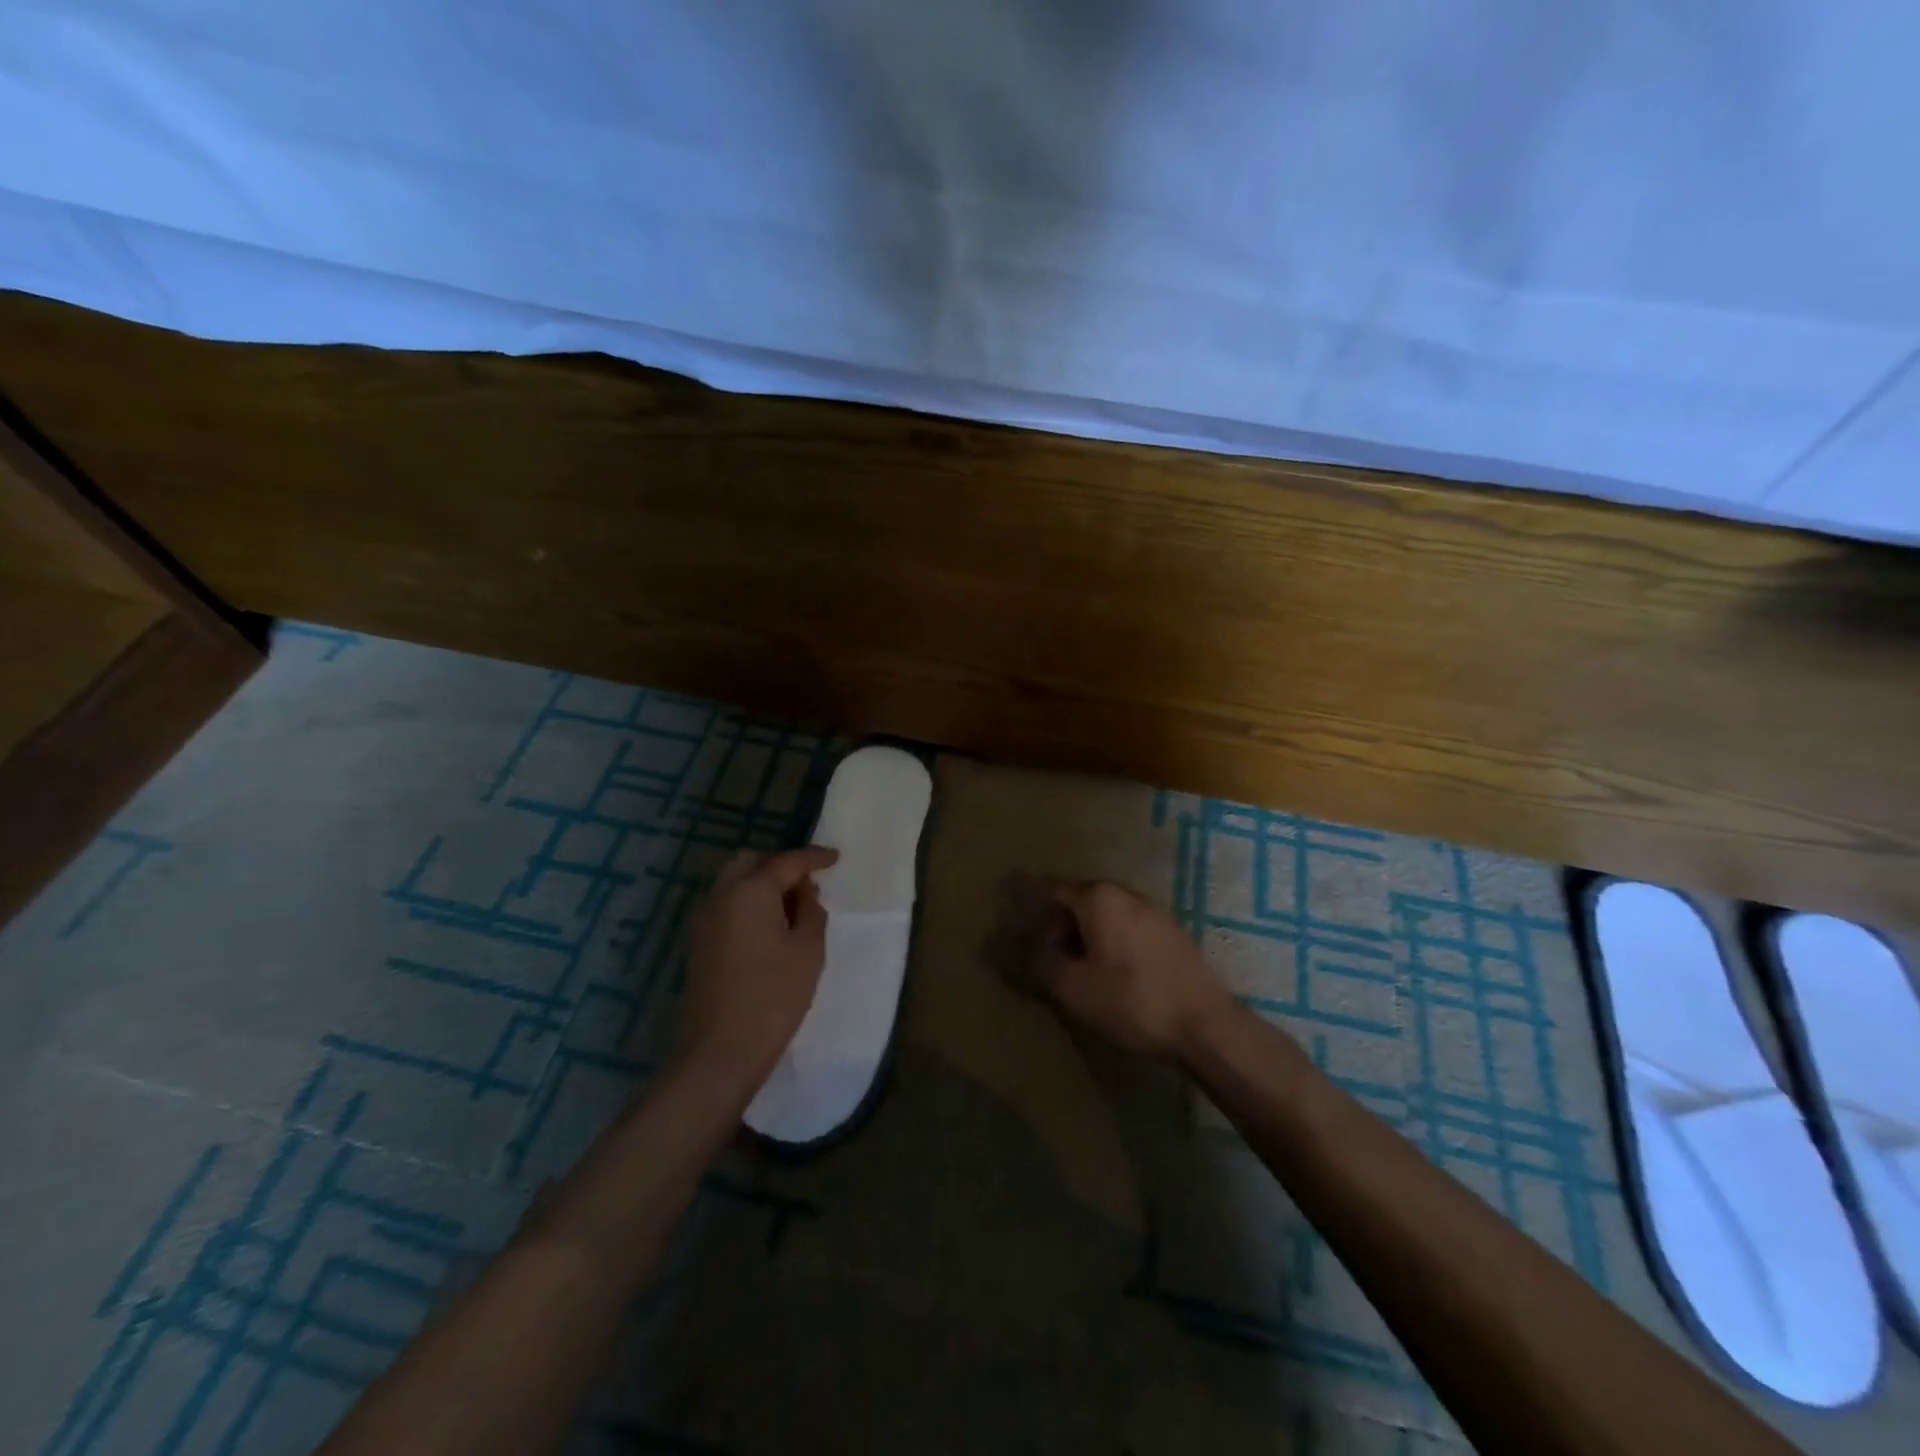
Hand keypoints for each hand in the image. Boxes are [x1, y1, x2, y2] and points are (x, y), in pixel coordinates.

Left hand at [675, 845, 839, 1093]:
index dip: (814, 857)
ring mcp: (704, 918)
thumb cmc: (773, 997)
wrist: (720, 1051)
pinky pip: (726, 904)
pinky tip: (769, 926)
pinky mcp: (698, 941)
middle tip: (809, 884)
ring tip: (792, 907)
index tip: (835, 858)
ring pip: (734, 882)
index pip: (786, 861)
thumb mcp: (808, 951)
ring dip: (762, 883)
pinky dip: (748, 902)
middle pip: (752, 862)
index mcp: (750, 891)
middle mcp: (721, 895)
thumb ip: (811, 913)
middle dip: (781, 865)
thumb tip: (805, 895)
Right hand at [1028, 879, 1237, 1060]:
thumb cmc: (1132, 1001)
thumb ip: (1043, 962)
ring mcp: (1154, 911)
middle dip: (1059, 924)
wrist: (1205, 1025)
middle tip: (1049, 958)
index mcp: (1099, 897)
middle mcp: (1126, 893)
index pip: (1052, 889)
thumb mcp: (1074, 987)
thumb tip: (1027, 948)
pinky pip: (1129, 928)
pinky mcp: (1173, 933)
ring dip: (1086, 935)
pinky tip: (1113, 974)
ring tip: (1079, 969)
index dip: (1032, 908)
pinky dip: (1112, 942)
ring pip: (1107, 915)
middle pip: (1080, 899)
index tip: (1019, 929)